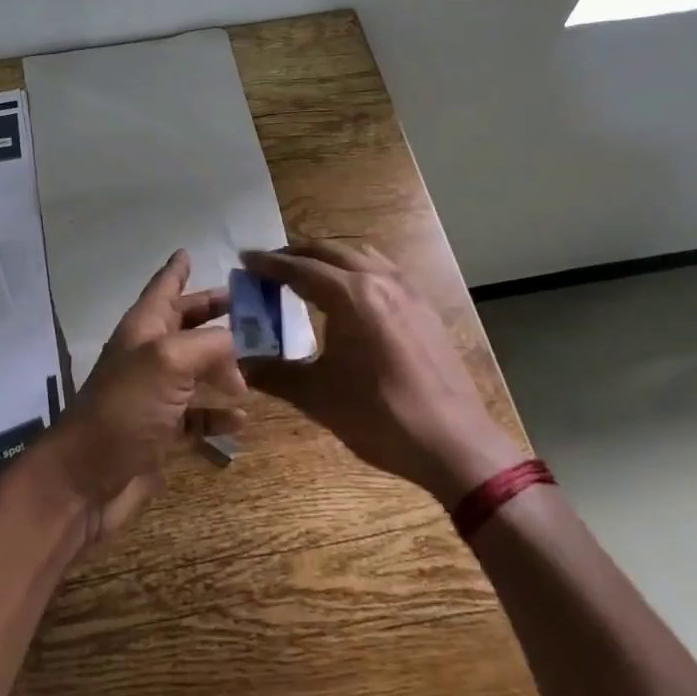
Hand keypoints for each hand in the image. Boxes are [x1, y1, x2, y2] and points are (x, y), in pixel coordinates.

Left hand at [41, 250, 246, 542]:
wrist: (87, 478)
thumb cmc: (125, 408)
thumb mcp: (168, 362)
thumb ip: (208, 344)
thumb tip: (237, 344)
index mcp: (144, 329)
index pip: (164, 288)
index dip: (176, 269)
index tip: (188, 251)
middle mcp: (149, 356)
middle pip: (185, 326)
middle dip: (213, 314)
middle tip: (250, 308)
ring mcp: (155, 396)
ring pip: (196, 371)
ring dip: (225, 368)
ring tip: (259, 369)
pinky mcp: (162, 433)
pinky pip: (198, 416)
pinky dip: (219, 415)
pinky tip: (241, 420)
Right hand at [240, 240, 522, 503]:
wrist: (455, 444)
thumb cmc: (380, 416)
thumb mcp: (318, 396)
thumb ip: (274, 373)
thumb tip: (241, 363)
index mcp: (350, 295)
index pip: (300, 268)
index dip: (268, 263)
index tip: (244, 258)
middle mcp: (379, 281)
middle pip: (330, 251)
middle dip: (296, 254)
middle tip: (270, 266)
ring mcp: (407, 291)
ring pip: (360, 256)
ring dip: (329, 257)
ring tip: (307, 274)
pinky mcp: (424, 308)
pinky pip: (383, 271)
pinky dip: (356, 269)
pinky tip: (351, 295)